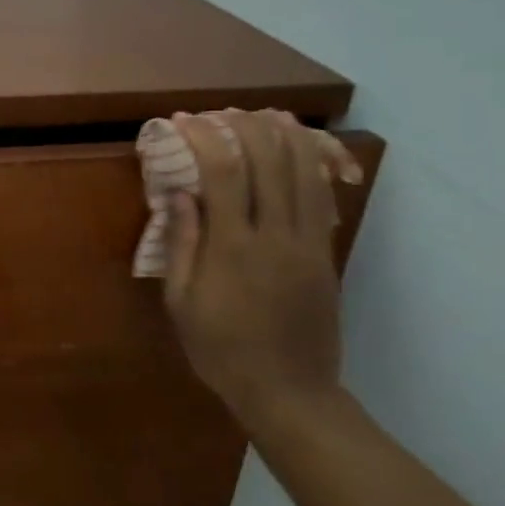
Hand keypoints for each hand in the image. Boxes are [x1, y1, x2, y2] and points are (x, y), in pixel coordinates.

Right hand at [164, 110, 348, 434]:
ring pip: (304, 171)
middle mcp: (276, 235)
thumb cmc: (221, 350)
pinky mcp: (325, 253)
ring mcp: (308, 243)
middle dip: (245, 126)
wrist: (290, 392)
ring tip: (264, 115)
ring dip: (284, 135)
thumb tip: (179, 195)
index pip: (224, 174)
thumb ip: (182, 244)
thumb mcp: (182, 303)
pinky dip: (308, 164)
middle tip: (221, 113)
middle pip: (270, 160)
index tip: (184, 121)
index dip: (205, 138)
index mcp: (233, 248)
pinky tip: (296, 150)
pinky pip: (320, 196)